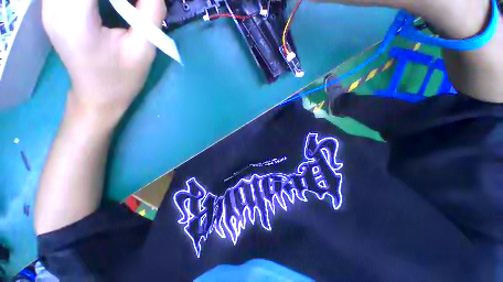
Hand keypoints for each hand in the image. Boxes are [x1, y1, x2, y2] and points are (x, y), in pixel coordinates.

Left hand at [42, 0, 166, 122]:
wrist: (97, 96)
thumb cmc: (122, 79)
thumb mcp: (143, 50)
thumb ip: (150, 13)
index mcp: (75, 18)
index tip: (138, 1)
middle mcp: (53, 7)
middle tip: (131, 4)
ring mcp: (48, 7)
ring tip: (118, 6)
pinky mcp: (51, 9)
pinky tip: (106, 4)